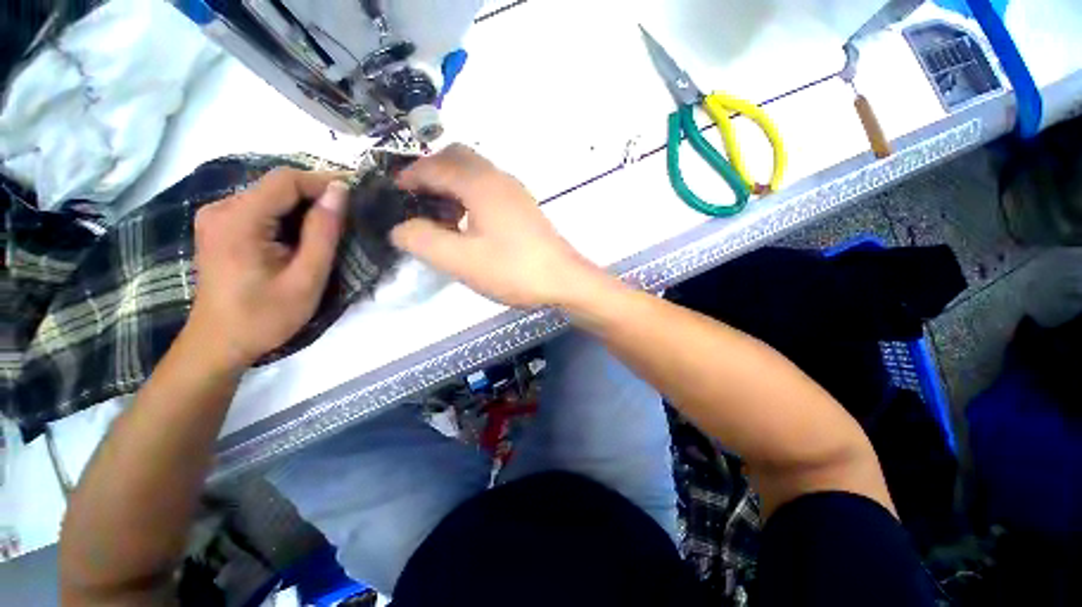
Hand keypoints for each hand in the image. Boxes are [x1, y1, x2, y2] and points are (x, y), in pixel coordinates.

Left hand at [186, 168, 346, 370]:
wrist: (220, 342)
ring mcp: (216, 216)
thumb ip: (323, 232)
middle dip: (316, 195)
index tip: (356, 194)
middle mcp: (221, 208)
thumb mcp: (306, 277)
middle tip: (349, 216)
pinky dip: (288, 216)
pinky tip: (303, 236)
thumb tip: (339, 191)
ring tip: (331, 228)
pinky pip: (261, 208)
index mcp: (238, 221)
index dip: (323, 181)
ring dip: (304, 207)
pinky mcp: (220, 226)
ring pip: (270, 195)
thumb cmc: (266, 316)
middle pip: (276, 185)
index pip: (285, 180)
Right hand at [391, 145, 601, 307]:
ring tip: (441, 215)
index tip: (393, 192)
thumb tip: (401, 228)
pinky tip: (469, 223)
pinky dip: (470, 195)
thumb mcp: (461, 260)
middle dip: (431, 172)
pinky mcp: (524, 207)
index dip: (409, 175)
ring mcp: (516, 192)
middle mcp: (499, 178)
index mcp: (480, 184)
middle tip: (417, 200)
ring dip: (452, 184)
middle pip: (457, 158)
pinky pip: (489, 188)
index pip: (434, 165)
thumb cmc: (513, 270)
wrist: (564, 280)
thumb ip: (423, 241)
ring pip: (475, 172)